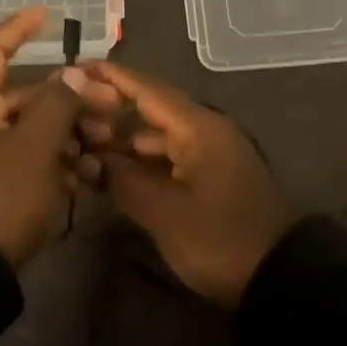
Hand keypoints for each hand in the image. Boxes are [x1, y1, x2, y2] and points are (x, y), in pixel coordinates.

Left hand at [0, 7, 91, 265]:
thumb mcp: (34, 149)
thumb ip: (58, 104)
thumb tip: (74, 74)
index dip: (20, 30)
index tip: (48, 14)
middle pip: (25, 94)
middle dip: (69, 98)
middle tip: (109, 106)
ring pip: (31, 127)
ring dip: (68, 131)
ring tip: (102, 143)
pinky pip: (25, 155)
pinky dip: (54, 158)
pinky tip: (86, 172)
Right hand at [78, 62, 294, 307]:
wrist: (277, 278)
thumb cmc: (220, 239)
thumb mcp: (165, 212)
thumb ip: (124, 180)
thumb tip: (93, 159)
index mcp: (198, 129)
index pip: (148, 90)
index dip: (111, 77)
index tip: (76, 67)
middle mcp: (204, 132)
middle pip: (151, 110)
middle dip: (110, 110)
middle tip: (68, 112)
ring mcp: (209, 156)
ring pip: (157, 136)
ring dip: (122, 140)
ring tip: (82, 143)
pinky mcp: (210, 179)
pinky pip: (168, 158)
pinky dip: (140, 161)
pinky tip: (112, 171)